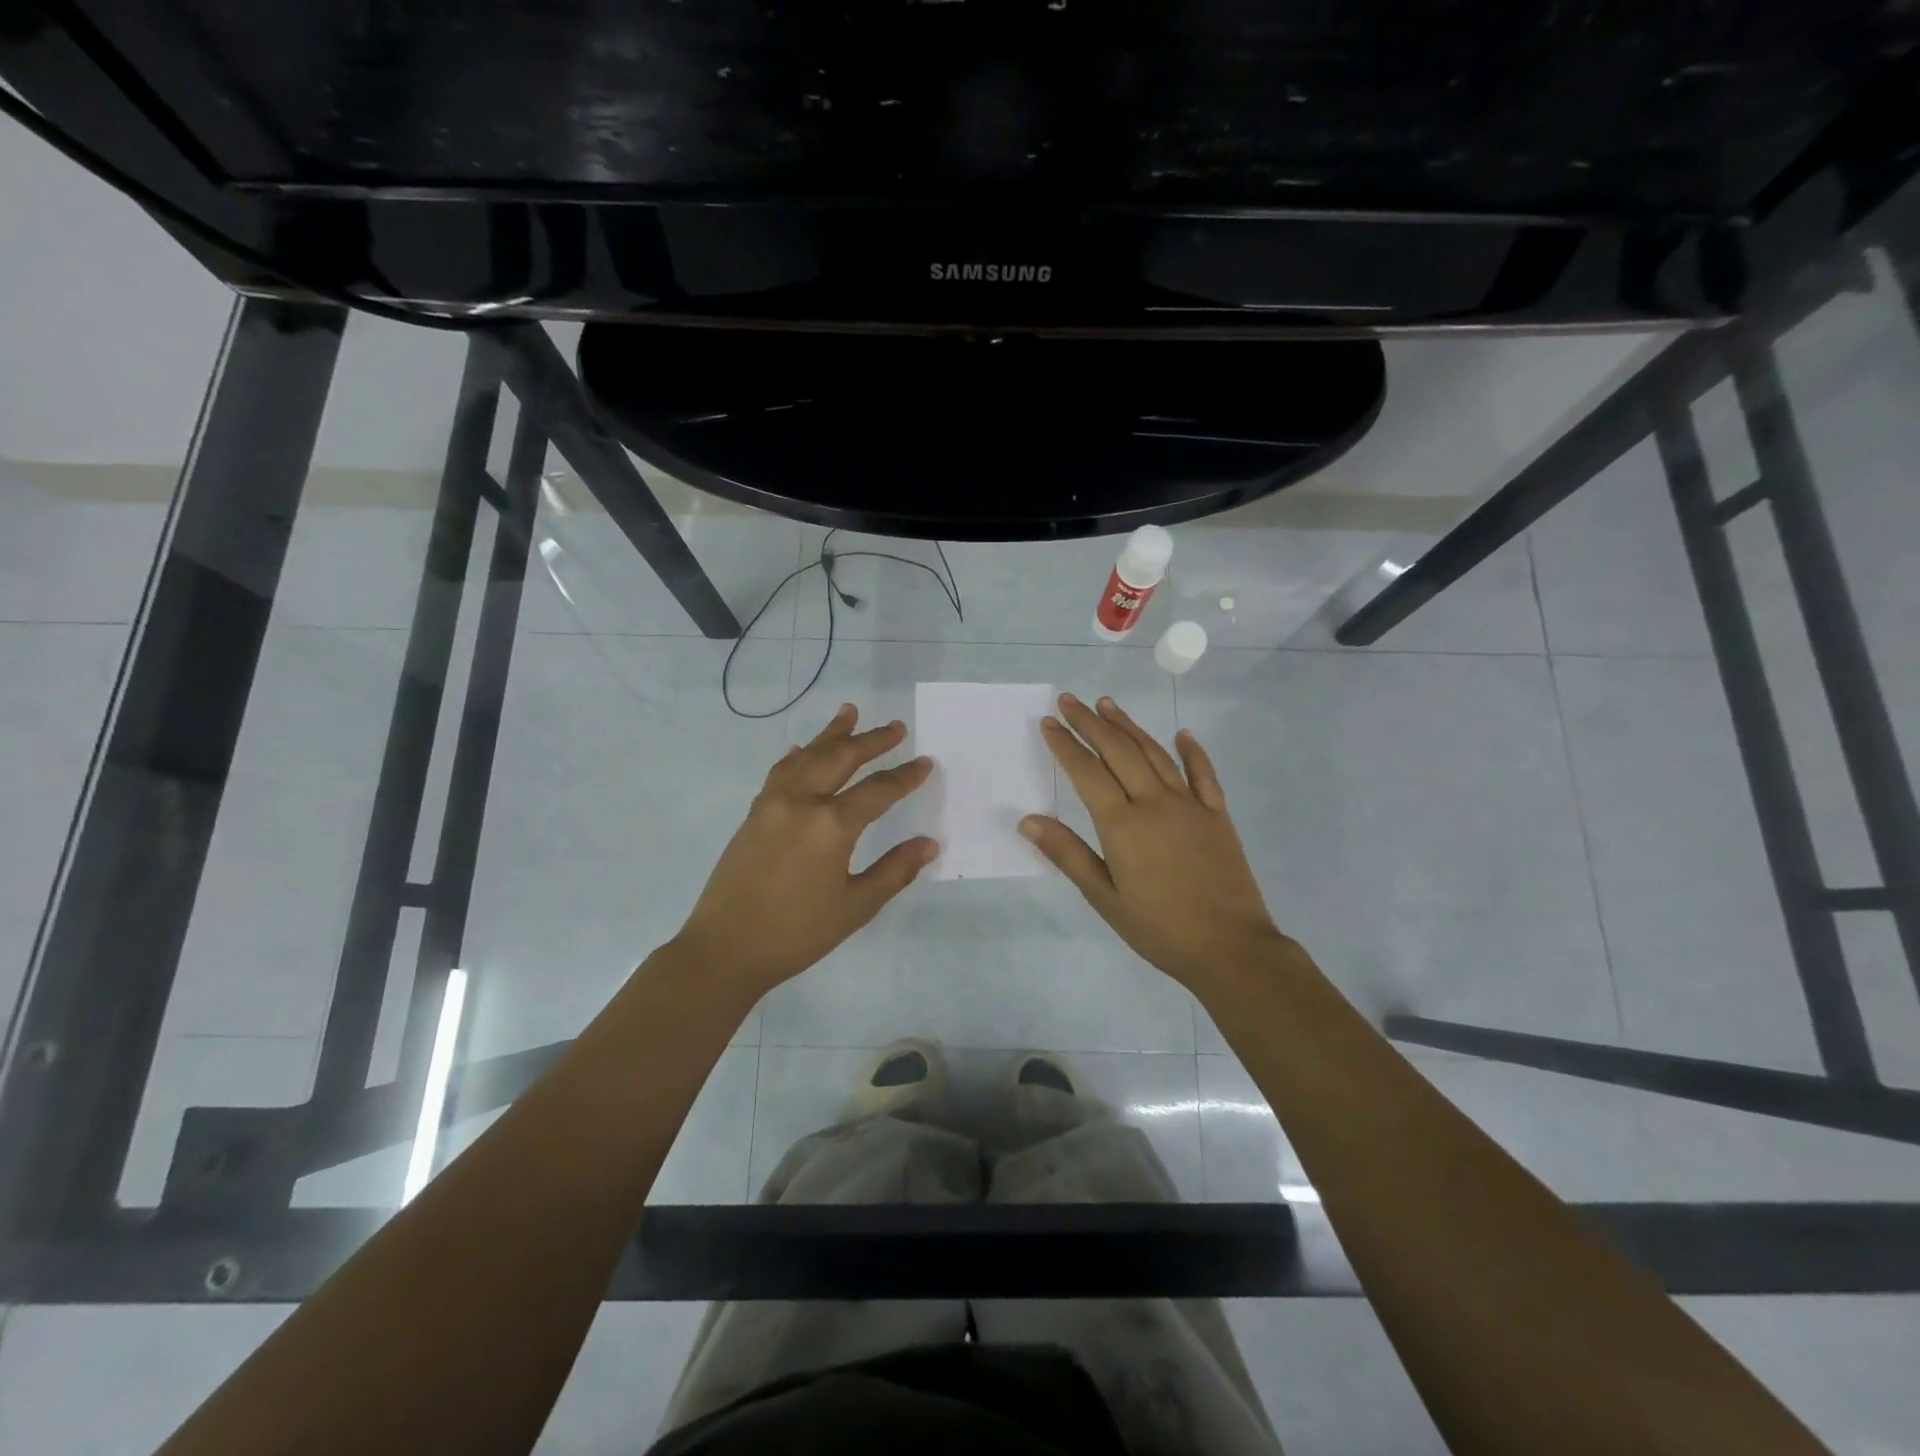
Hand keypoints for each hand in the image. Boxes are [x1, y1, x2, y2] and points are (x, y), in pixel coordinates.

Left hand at [675, 704, 937, 992]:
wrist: (725, 949)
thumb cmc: (797, 933)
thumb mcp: (855, 907)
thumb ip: (894, 871)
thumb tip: (929, 843)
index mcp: (831, 825)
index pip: (878, 790)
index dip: (905, 776)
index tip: (925, 762)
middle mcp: (801, 802)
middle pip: (841, 757)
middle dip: (871, 740)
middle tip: (895, 727)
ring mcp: (772, 803)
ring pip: (808, 756)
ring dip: (831, 734)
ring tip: (849, 712)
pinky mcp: (754, 813)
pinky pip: (780, 772)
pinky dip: (797, 756)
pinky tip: (801, 750)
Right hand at [1021, 693, 1287, 989]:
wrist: (1231, 948)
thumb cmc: (1159, 928)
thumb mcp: (1104, 897)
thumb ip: (1067, 853)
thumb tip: (1027, 820)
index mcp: (1122, 824)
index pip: (1086, 772)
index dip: (1065, 745)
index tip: (1049, 722)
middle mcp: (1155, 803)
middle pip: (1118, 751)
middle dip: (1091, 723)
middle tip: (1071, 700)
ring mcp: (1190, 805)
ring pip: (1155, 754)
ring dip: (1129, 726)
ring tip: (1108, 704)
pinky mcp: (1218, 815)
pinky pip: (1203, 774)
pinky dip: (1192, 751)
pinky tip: (1182, 734)